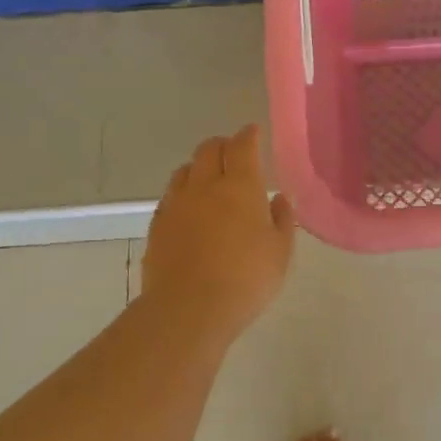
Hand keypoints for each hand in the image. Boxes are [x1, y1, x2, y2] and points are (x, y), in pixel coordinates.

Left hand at [142, 125, 295, 340]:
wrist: (189, 309)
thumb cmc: (246, 279)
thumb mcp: (280, 252)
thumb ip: (282, 220)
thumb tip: (278, 198)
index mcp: (240, 186)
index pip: (242, 146)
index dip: (248, 135)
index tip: (253, 132)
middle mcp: (204, 186)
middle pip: (208, 149)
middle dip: (222, 145)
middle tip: (233, 153)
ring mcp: (176, 204)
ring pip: (184, 170)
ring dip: (199, 167)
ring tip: (209, 179)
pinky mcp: (157, 225)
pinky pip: (170, 196)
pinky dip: (183, 193)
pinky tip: (190, 209)